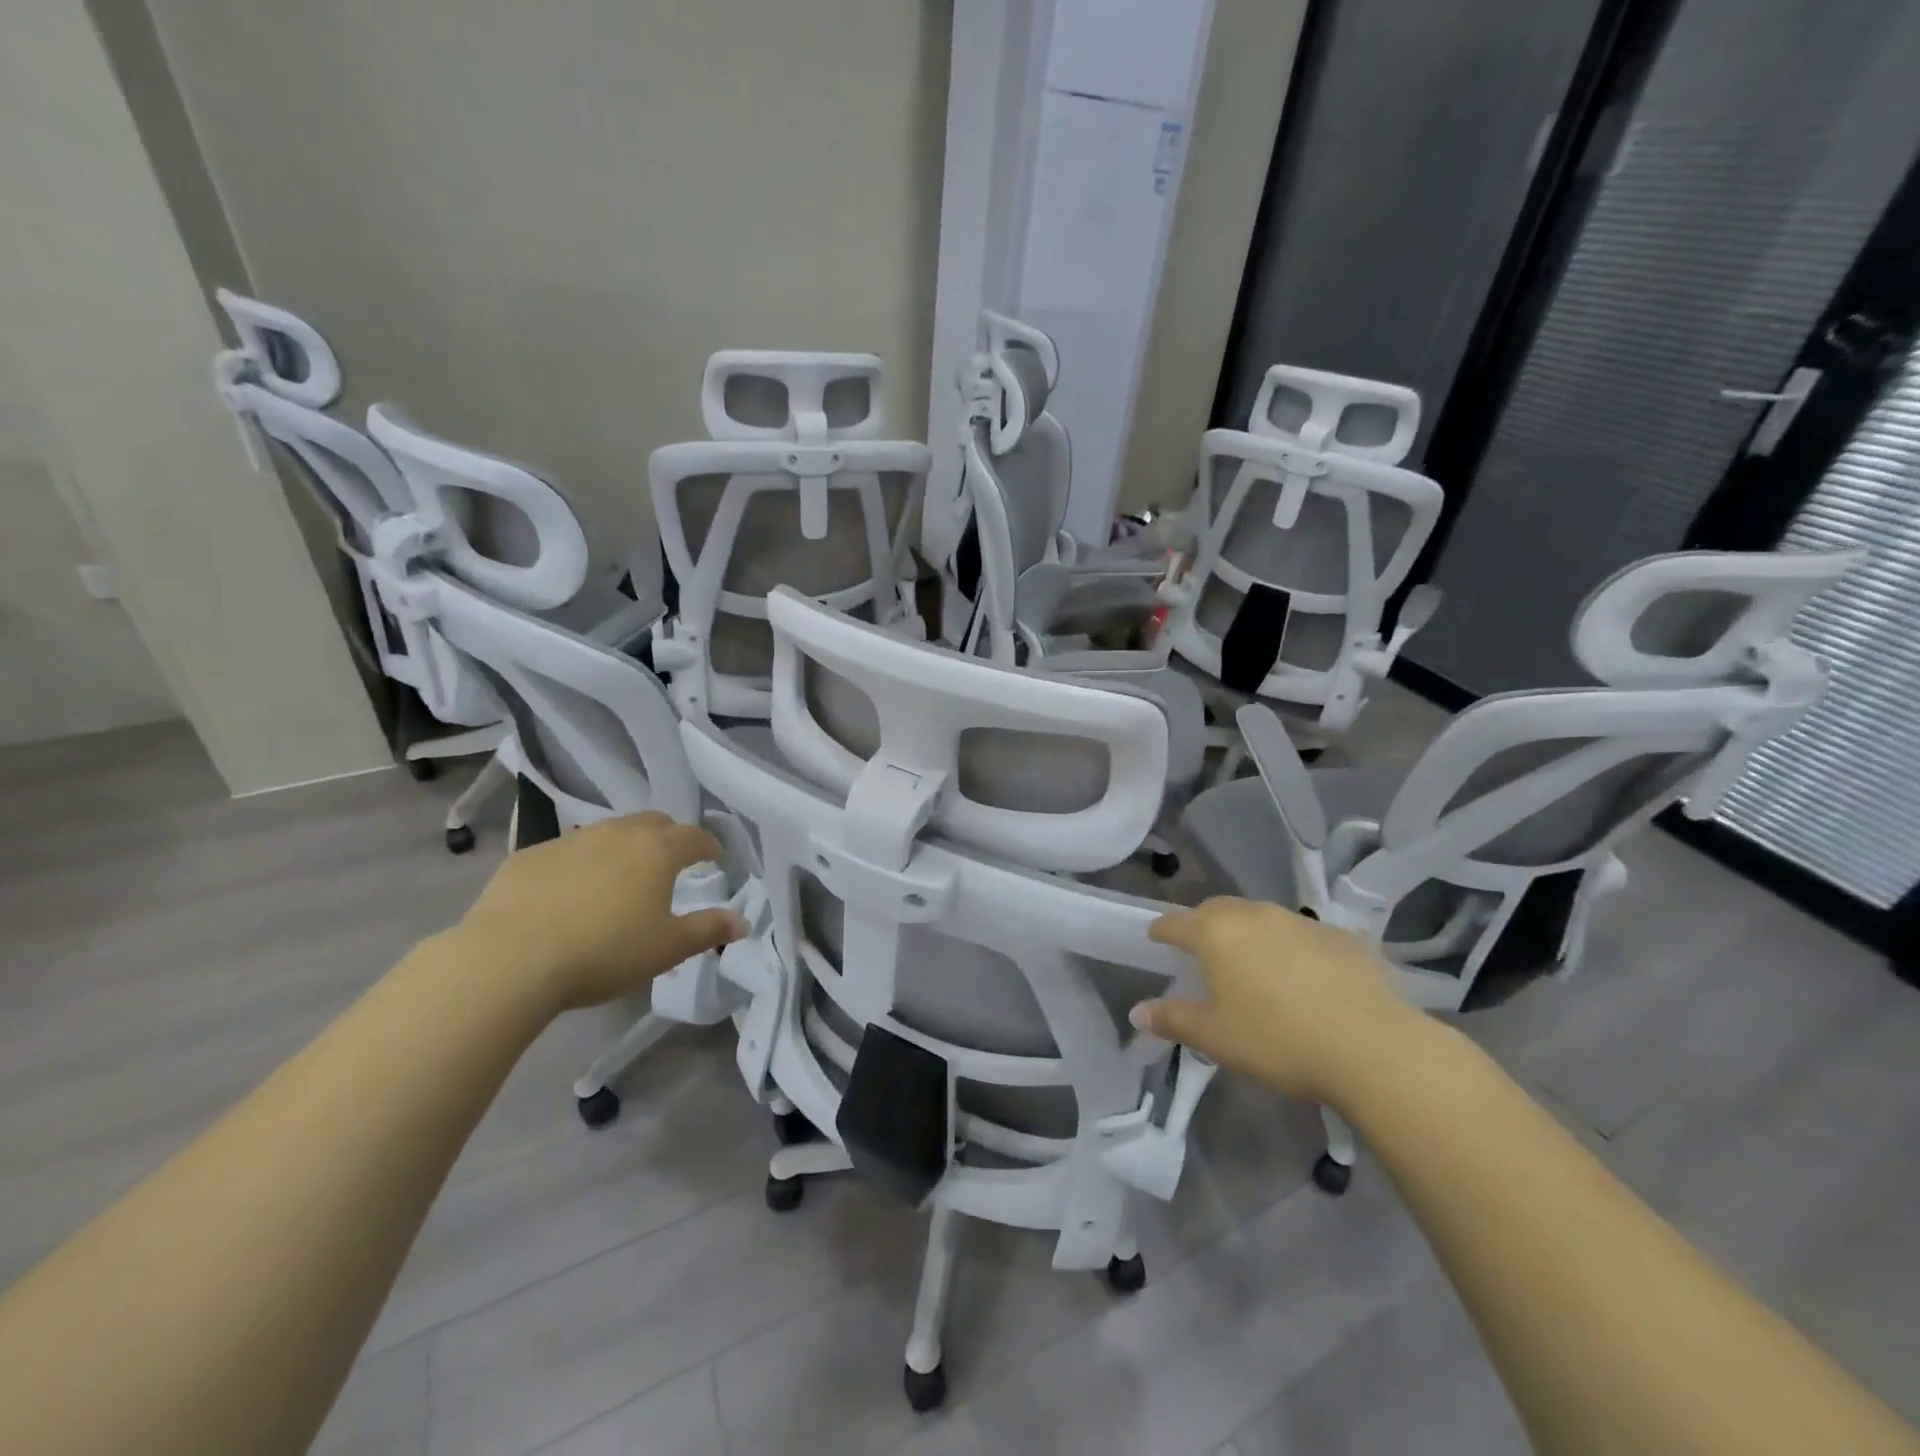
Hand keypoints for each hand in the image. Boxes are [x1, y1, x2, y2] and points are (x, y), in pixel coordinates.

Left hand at [454, 812, 746, 1013]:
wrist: (509, 960)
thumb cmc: (604, 952)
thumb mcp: (667, 949)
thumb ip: (708, 930)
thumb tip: (742, 922)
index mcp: (658, 851)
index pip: (695, 836)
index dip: (709, 846)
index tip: (714, 858)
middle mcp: (618, 834)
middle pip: (653, 822)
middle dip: (668, 837)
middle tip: (671, 863)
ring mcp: (570, 841)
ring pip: (608, 833)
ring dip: (623, 848)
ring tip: (621, 878)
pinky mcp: (529, 856)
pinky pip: (567, 852)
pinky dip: (581, 864)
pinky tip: (570, 893)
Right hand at [1131, 897, 1424, 1104]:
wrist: (1373, 1047)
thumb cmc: (1278, 1040)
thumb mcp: (1216, 1038)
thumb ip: (1173, 1020)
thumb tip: (1137, 1011)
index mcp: (1216, 933)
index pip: (1176, 923)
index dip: (1161, 930)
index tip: (1154, 937)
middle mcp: (1254, 915)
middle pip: (1217, 910)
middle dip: (1203, 924)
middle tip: (1201, 949)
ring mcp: (1300, 921)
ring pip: (1261, 917)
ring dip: (1248, 932)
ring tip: (1251, 961)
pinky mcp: (1341, 935)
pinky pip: (1303, 933)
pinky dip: (1291, 946)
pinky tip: (1303, 975)